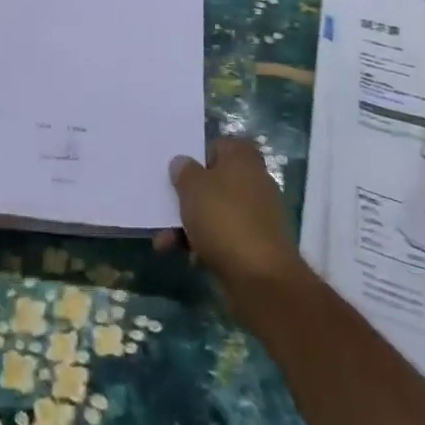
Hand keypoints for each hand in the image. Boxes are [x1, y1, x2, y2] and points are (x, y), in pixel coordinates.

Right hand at [159, 137, 304, 290]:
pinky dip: (206, 244)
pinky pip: (224, 236)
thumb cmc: (224, 219)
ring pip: (215, 212)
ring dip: (189, 226)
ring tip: (165, 243)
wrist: (261, 278)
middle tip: (163, 211)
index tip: (177, 174)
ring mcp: (257, 214)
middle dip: (186, 199)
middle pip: (213, 182)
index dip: (195, 158)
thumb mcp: (193, 188)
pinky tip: (189, 258)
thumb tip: (183, 163)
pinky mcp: (256, 244)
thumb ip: (183, 171)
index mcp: (243, 157)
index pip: (216, 146)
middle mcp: (254, 180)